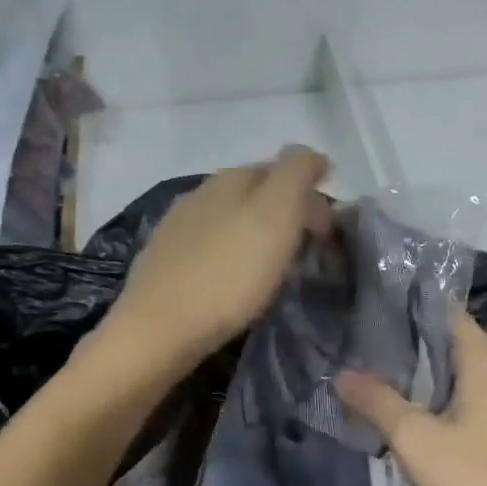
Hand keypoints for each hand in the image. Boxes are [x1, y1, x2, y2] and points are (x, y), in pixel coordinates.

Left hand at [105, 147, 332, 367]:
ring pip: (227, 217)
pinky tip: (231, 277)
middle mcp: (198, 194)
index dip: (311, 193)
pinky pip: (207, 246)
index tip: (328, 231)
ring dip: (254, 232)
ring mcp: (174, 228)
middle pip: (252, 192)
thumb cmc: (227, 276)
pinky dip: (228, 254)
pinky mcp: (161, 262)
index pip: (281, 168)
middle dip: (284, 211)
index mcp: (229, 179)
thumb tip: (311, 155)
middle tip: (306, 246)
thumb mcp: (275, 216)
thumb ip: (295, 175)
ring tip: (272, 264)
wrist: (158, 330)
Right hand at [337, 312, 486, 485]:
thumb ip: (376, 402)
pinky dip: (425, 398)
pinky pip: (453, 399)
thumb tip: (340, 375)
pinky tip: (392, 410)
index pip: (441, 309)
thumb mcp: (415, 438)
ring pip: (446, 373)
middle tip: (350, 339)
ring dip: (409, 373)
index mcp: (482, 358)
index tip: (363, 303)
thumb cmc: (478, 477)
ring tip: (362, 369)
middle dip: (399, 340)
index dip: (403, 304)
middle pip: (441, 340)